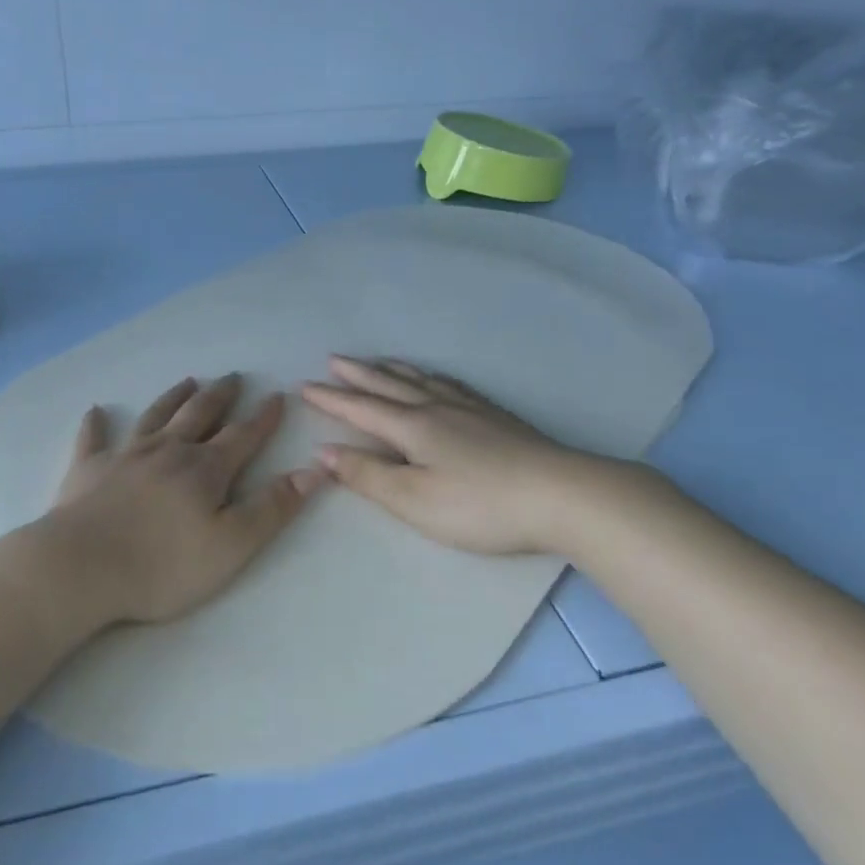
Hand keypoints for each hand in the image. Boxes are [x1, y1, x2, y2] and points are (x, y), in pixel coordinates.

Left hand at [35, 373, 327, 625]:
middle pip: (200, 415)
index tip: (278, 396)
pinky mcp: (88, 470)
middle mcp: (168, 451)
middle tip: (233, 377)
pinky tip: (96, 411)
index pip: (242, 436)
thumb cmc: (162, 565)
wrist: (80, 568)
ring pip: (155, 417)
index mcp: (204, 470)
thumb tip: (314, 470)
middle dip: (220, 396)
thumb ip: (273, 508)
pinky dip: (96, 424)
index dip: (263, 417)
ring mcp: (125, 456)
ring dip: (173, 398)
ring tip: (187, 381)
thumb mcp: (231, 546)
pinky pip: (93, 439)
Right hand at [301, 356, 645, 555]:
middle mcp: (436, 407)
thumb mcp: (414, 500)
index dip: (331, 399)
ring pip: (420, 380)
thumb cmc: (479, 505)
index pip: (361, 409)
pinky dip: (431, 376)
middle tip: (334, 360)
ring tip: (378, 361)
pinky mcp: (495, 416)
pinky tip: (437, 380)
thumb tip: (324, 451)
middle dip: (358, 375)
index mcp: (412, 427)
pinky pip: (451, 384)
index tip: (305, 387)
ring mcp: (469, 408)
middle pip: (388, 385)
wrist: (559, 495)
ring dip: (392, 370)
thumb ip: (367, 475)